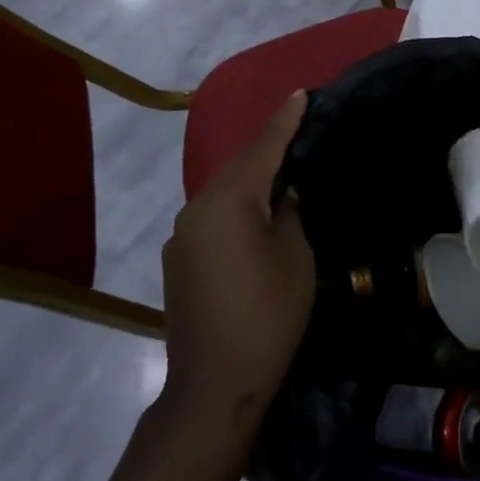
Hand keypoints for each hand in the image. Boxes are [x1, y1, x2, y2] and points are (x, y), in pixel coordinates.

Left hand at [160, 92, 314, 435]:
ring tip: (281, 170)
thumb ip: (290, 213)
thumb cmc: (268, 315)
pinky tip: (255, 217)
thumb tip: (283, 197)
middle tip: (297, 127)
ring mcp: (182, 236)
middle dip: (268, 148)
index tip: (301, 94)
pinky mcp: (178, 261)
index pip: (263, 149)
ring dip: (251, 179)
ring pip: (224, 193)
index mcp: (228, 201)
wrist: (214, 386)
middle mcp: (197, 208)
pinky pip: (213, 218)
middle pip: (240, 167)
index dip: (285, 121)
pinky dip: (236, 208)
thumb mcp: (295, 256)